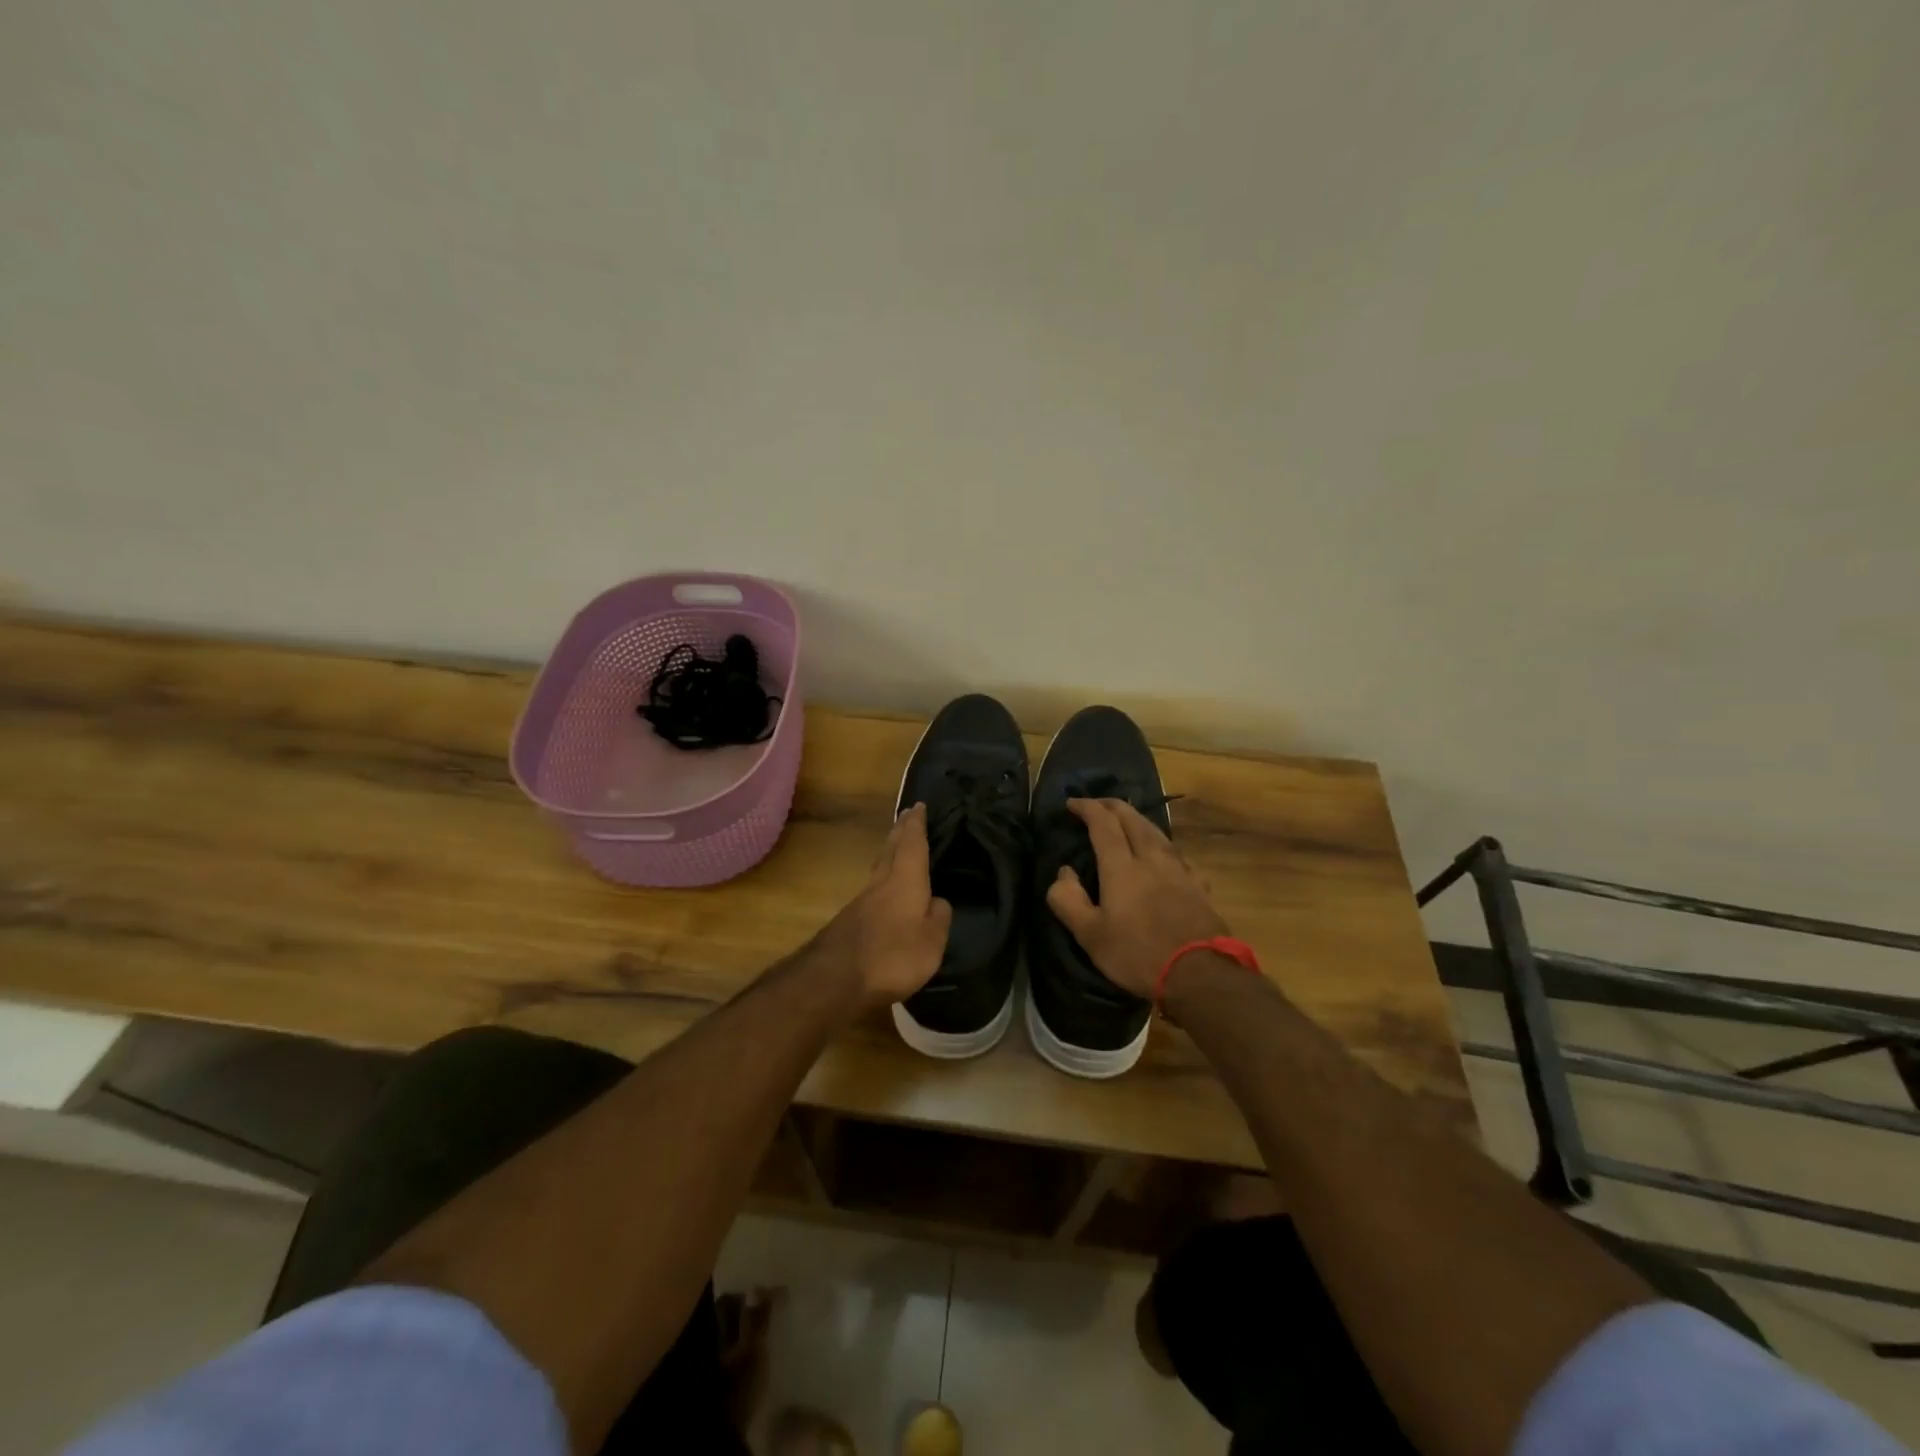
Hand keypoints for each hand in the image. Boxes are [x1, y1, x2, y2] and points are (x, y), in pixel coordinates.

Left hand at [808, 804, 953, 1012]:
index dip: (916, 823)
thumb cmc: (893, 956)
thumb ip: (938, 918)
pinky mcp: (851, 918)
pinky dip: (884, 875)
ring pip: (880, 865)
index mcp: (905, 879)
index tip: (918, 805)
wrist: (835, 979)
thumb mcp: (931, 941)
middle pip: (891, 848)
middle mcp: (882, 881)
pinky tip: (887, 886)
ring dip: (890, 850)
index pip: (912, 842)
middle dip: (901, 830)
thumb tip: (938, 901)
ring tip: (899, 844)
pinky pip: (874, 886)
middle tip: (908, 815)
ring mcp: (863, 899)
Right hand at [1046, 798, 1231, 999]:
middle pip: (1133, 819)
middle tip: (1098, 804)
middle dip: (1113, 806)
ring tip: (1128, 820)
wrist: (1200, 975)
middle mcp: (1152, 859)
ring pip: (1157, 832)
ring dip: (1138, 820)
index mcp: (1122, 867)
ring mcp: (1179, 871)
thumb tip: (1063, 872)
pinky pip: (1176, 853)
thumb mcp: (1090, 935)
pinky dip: (1161, 844)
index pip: (1103, 824)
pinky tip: (1163, 855)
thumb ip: (1068, 900)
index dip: (1087, 808)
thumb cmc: (1138, 954)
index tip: (1072, 803)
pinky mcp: (1198, 886)